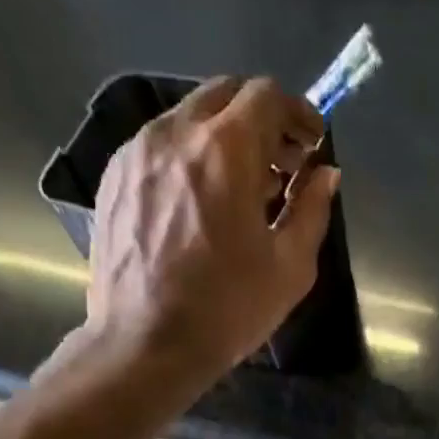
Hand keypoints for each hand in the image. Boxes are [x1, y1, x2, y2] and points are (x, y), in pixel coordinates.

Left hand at [85, 75, 338, 381]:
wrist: (145, 344)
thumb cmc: (227, 310)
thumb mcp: (290, 267)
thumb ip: (311, 210)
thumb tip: (325, 174)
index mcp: (225, 150)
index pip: (266, 96)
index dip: (298, 114)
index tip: (312, 145)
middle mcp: (175, 134)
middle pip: (225, 94)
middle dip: (261, 119)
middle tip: (281, 164)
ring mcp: (137, 153)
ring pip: (189, 118)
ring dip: (224, 137)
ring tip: (242, 189)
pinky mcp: (114, 178)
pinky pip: (160, 146)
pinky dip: (190, 157)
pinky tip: (201, 203)